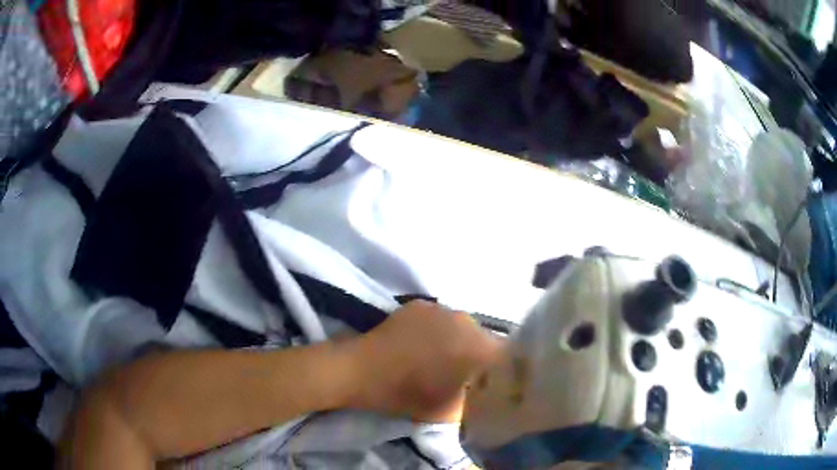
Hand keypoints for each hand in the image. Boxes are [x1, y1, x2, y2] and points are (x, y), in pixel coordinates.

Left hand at [346, 301, 501, 422]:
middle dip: (478, 355)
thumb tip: (481, 393)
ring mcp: (441, 309)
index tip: (491, 382)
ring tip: (442, 357)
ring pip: (461, 327)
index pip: (504, 355)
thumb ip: (473, 400)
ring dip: (458, 341)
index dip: (500, 370)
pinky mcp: (420, 305)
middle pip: (483, 339)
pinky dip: (438, 330)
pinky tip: (422, 344)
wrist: (361, 371)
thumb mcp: (449, 410)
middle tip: (464, 372)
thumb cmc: (406, 394)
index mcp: (477, 347)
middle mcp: (465, 321)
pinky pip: (440, 319)